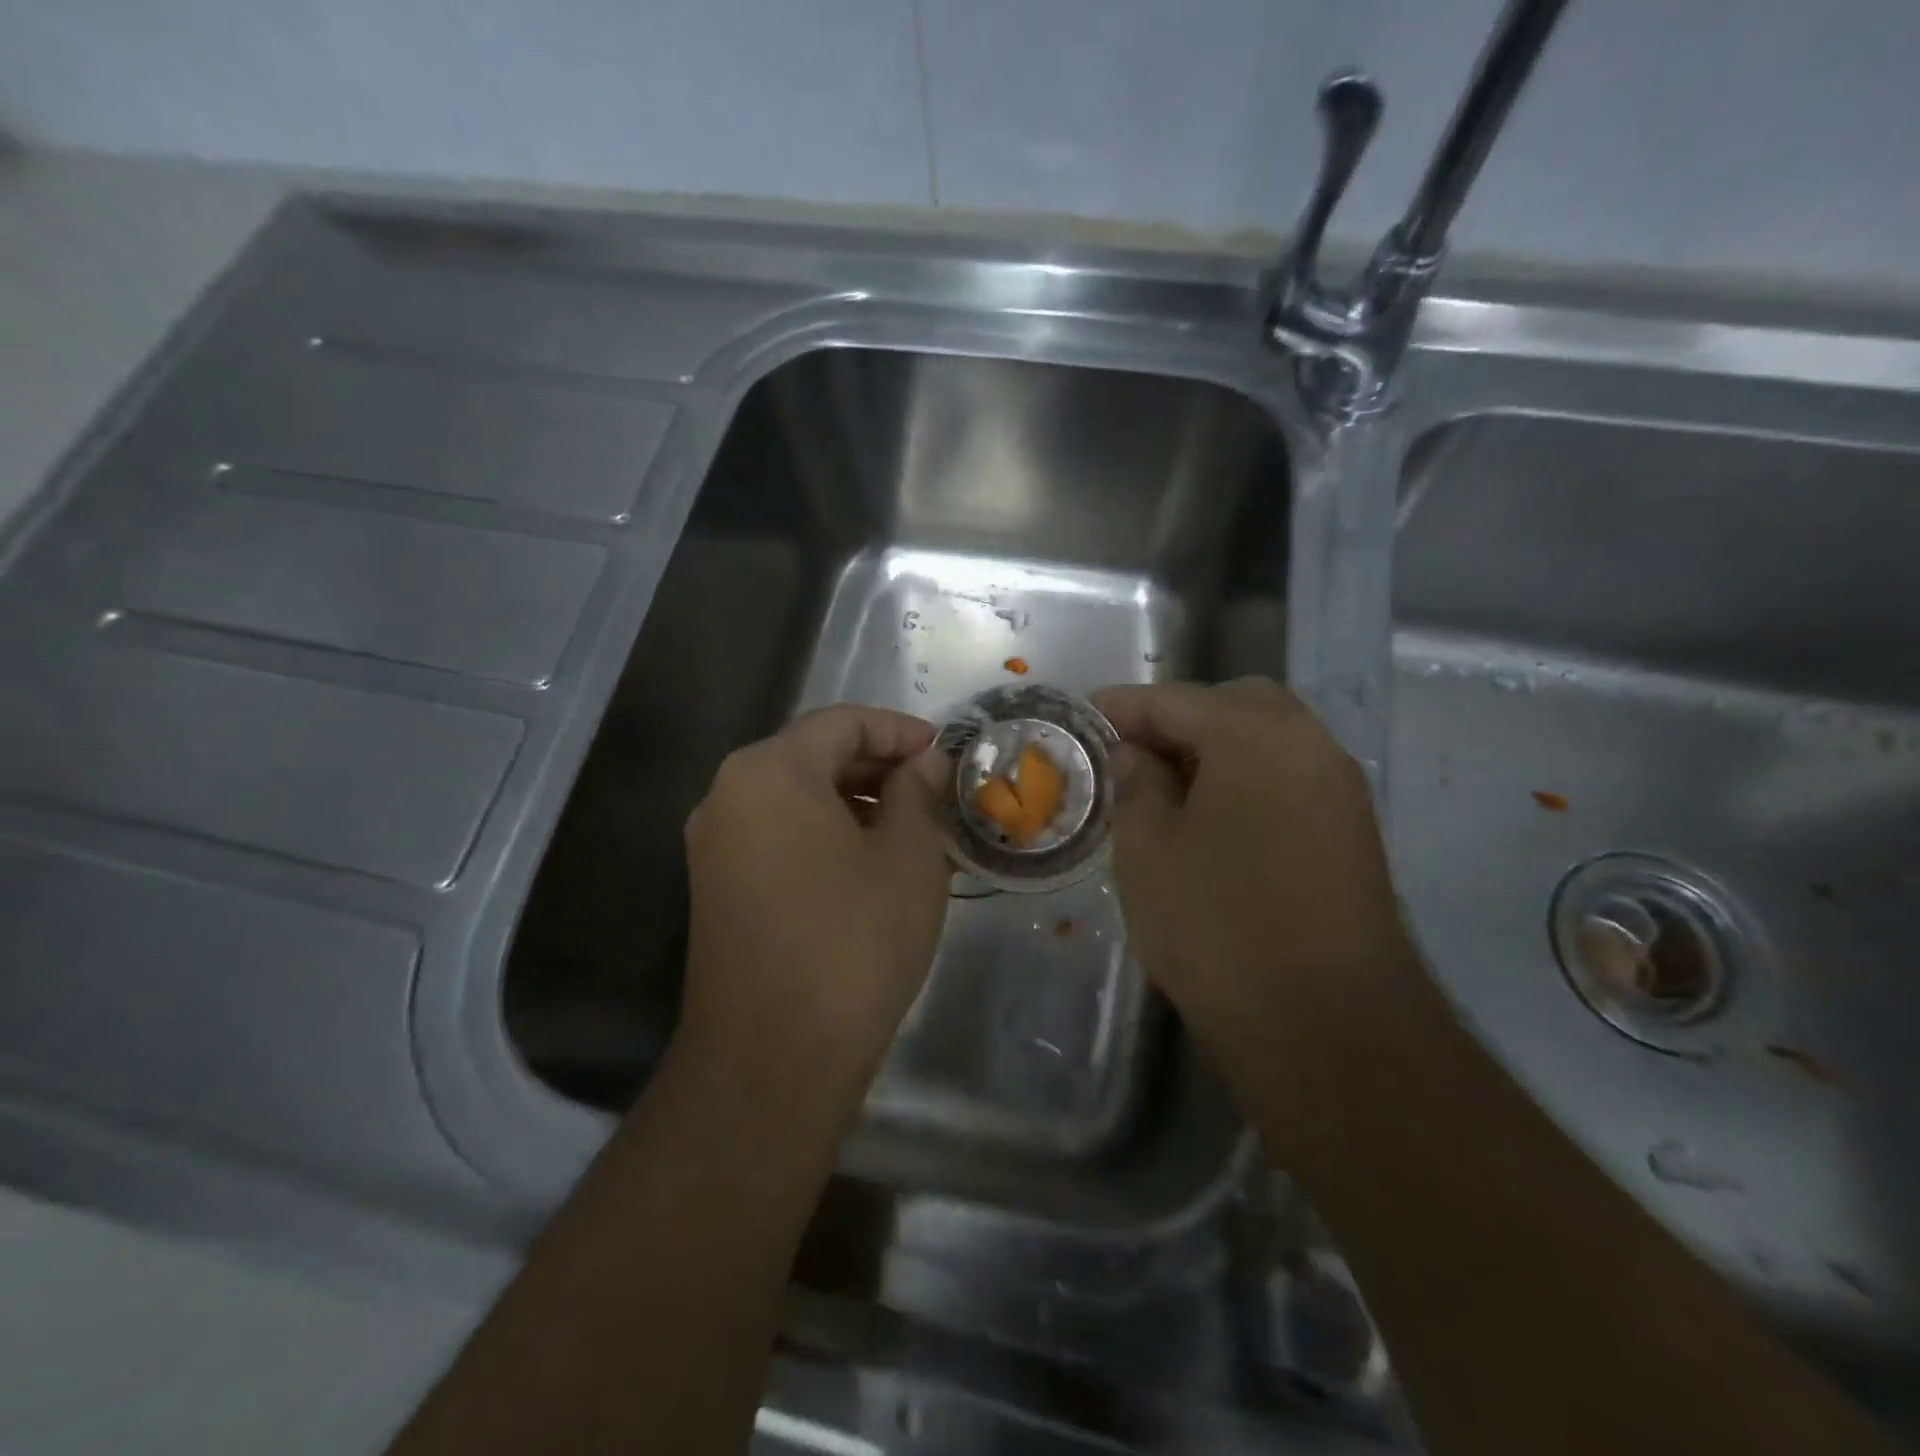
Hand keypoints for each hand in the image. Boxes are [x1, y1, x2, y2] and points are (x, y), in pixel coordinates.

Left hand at [679, 705, 950, 1104]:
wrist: (773, 1058)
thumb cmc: (853, 941)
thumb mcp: (909, 857)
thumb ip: (919, 792)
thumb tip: (926, 762)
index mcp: (770, 771)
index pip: (843, 722)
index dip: (901, 731)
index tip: (947, 755)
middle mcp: (728, 794)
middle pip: (814, 754)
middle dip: (879, 766)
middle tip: (936, 791)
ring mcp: (715, 843)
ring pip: (796, 797)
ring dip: (856, 801)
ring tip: (912, 828)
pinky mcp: (717, 886)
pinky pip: (778, 834)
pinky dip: (826, 833)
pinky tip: (870, 862)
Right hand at [1092, 678, 1414, 1062]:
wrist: (1326, 1026)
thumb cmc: (1217, 924)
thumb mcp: (1147, 848)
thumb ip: (1136, 784)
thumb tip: (1136, 755)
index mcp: (1255, 733)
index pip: (1176, 699)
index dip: (1123, 707)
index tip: (1085, 718)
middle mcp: (1309, 745)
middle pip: (1234, 705)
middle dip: (1177, 719)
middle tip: (1131, 752)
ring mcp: (1339, 790)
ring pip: (1268, 741)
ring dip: (1215, 749)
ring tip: (1164, 786)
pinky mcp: (1351, 834)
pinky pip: (1288, 780)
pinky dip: (1245, 780)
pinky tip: (1210, 819)